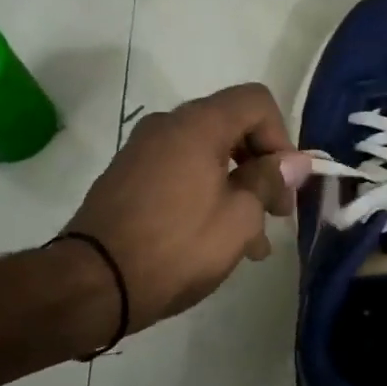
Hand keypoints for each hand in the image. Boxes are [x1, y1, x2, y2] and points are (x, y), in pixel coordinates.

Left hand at [65, 84, 311, 332]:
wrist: (93, 283)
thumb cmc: (177, 246)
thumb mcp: (239, 218)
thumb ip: (269, 181)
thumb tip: (294, 161)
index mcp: (198, 125)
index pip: (256, 102)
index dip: (282, 138)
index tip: (286, 183)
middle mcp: (168, 126)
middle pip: (232, 126)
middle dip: (262, 167)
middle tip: (276, 212)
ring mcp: (143, 151)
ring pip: (208, 155)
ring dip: (237, 188)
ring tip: (252, 241)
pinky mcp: (128, 177)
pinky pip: (181, 172)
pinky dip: (207, 194)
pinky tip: (217, 239)